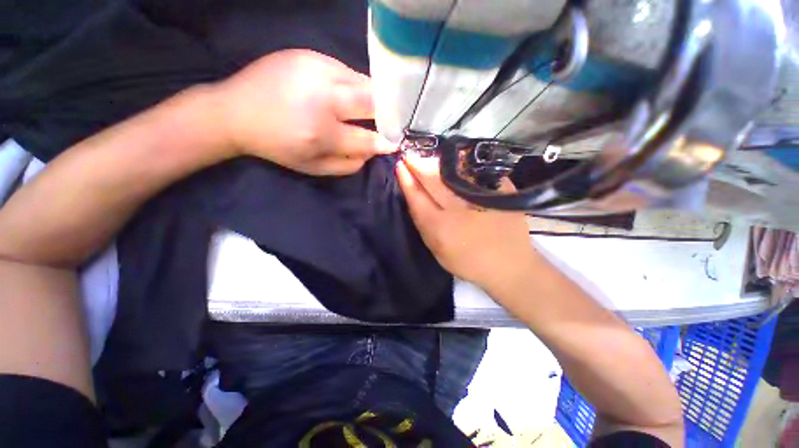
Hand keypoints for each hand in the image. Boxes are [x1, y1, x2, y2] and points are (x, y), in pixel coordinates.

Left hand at [211, 49, 393, 174]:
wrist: (234, 112)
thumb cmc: (277, 146)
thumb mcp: (313, 167)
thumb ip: (348, 164)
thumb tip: (373, 151)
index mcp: (321, 132)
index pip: (367, 138)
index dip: (385, 141)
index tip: (395, 143)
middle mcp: (321, 96)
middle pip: (371, 100)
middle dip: (387, 112)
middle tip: (390, 121)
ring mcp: (315, 69)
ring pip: (362, 81)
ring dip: (372, 96)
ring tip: (370, 107)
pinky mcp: (308, 54)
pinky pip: (346, 70)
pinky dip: (354, 84)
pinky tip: (346, 94)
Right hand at [396, 154, 537, 292]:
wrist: (510, 265)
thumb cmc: (469, 262)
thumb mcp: (437, 251)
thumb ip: (424, 225)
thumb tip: (415, 199)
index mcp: (440, 226)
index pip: (417, 197)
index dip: (407, 180)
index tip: (400, 165)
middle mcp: (457, 209)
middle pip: (433, 180)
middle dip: (418, 165)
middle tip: (410, 155)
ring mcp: (480, 197)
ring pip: (453, 173)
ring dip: (437, 162)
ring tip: (428, 156)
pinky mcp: (500, 192)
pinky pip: (476, 171)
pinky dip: (464, 163)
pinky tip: (455, 157)